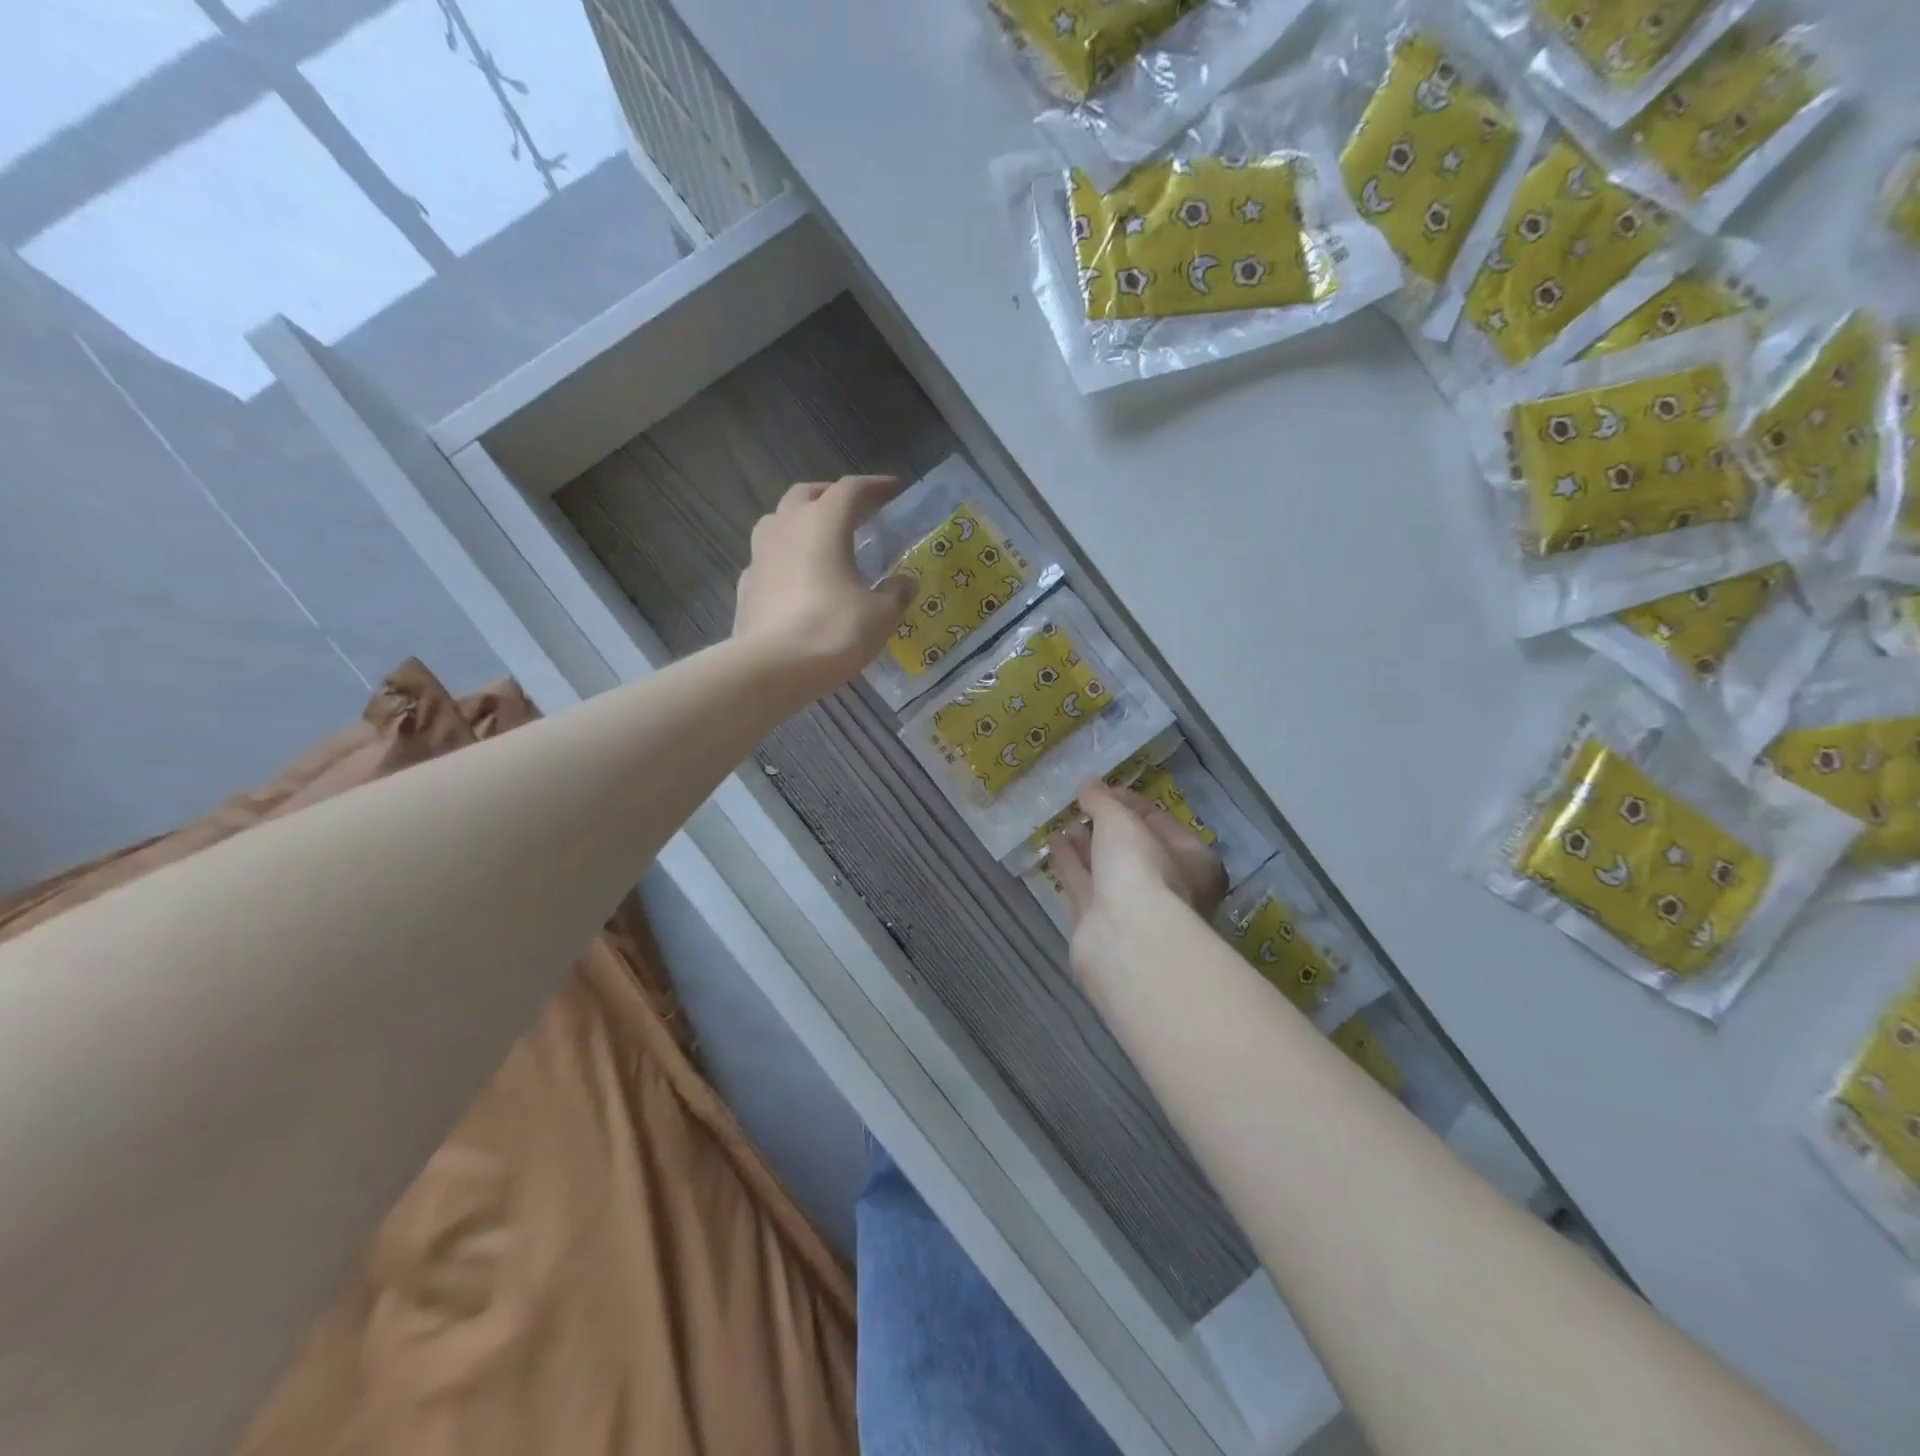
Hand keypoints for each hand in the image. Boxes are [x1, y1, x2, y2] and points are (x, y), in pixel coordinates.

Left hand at [733, 476, 915, 696]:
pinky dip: (784, 559)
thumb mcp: (881, 615)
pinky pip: (767, 559)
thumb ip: (896, 594)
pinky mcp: (746, 585)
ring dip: (800, 522)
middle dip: (831, 497)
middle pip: (807, 495)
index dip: (875, 486)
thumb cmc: (835, 631)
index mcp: (823, 523)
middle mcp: (787, 527)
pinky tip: (796, 580)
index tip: (894, 490)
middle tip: (853, 511)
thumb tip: (905, 583)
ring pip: (779, 521)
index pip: (851, 490)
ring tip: (821, 541)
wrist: (774, 668)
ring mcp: (760, 555)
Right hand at [1049, 780, 1226, 982]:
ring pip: (1106, 869)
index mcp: (1192, 861)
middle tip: (1083, 806)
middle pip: (1133, 849)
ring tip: (1064, 822)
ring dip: (1086, 846)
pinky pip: (1084, 886)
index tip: (1105, 789)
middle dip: (1107, 827)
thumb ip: (1103, 801)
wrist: (1125, 939)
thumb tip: (1088, 786)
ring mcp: (1134, 910)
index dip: (1132, 803)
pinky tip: (1054, 842)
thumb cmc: (1141, 869)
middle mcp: (1168, 887)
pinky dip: (1071, 864)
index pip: (1160, 822)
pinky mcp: (1101, 925)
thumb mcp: (1122, 821)